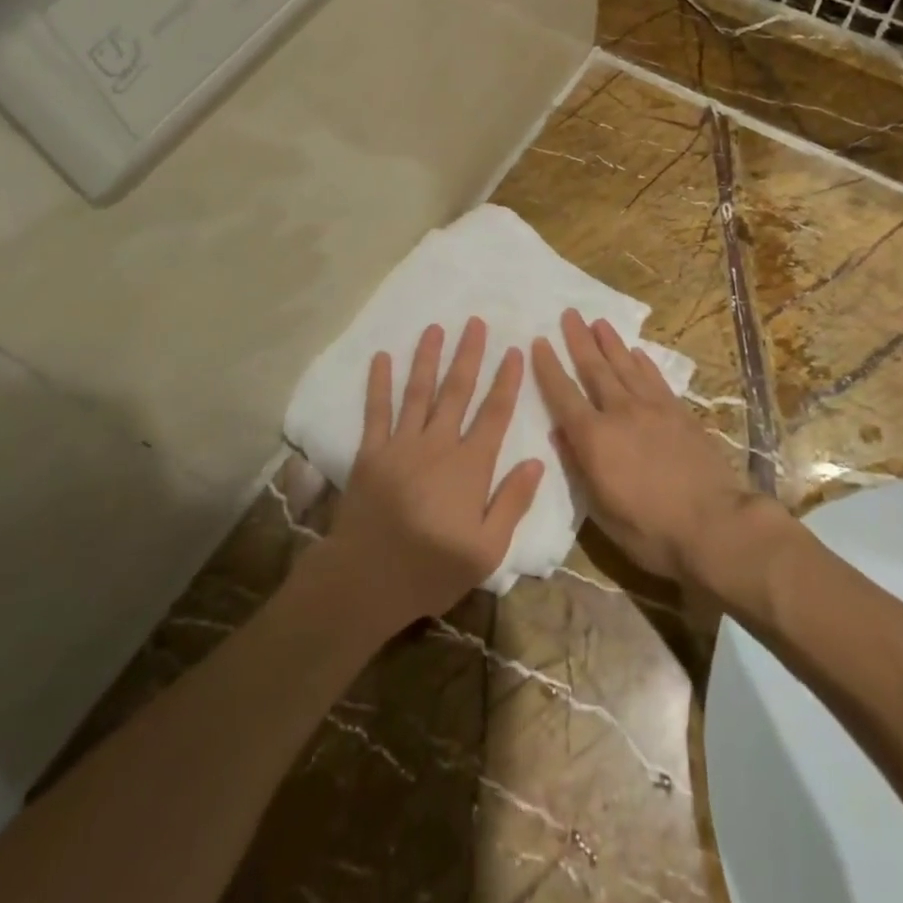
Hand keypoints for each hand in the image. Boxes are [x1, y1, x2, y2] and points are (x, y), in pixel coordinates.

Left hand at [323, 318, 543, 633]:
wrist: (367, 579)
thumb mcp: (487, 549)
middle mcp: (437, 445)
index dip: (506, 381)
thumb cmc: (432, 568)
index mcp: (470, 466)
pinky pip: (376, 411)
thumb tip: (536, 461)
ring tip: (435, 328)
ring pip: (418, 392)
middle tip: (475, 322)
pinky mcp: (370, 452)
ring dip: (427, 358)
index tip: (514, 351)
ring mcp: (401, 445)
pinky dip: (379, 383)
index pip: (494, 414)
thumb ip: (512, 502)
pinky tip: (381, 357)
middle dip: (468, 355)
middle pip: (457, 391)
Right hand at [530, 309, 752, 585]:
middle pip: (595, 369)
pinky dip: (643, 363)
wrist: (714, 526)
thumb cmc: (649, 529)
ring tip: (599, 322)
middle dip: (579, 340)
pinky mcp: (680, 413)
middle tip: (569, 314)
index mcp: (594, 438)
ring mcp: (653, 409)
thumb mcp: (601, 509)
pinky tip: (637, 352)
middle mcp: (620, 412)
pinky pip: (656, 379)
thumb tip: (559, 432)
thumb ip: (578, 466)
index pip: (563, 394)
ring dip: (610, 343)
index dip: (549, 367)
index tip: (538, 342)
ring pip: (626, 366)